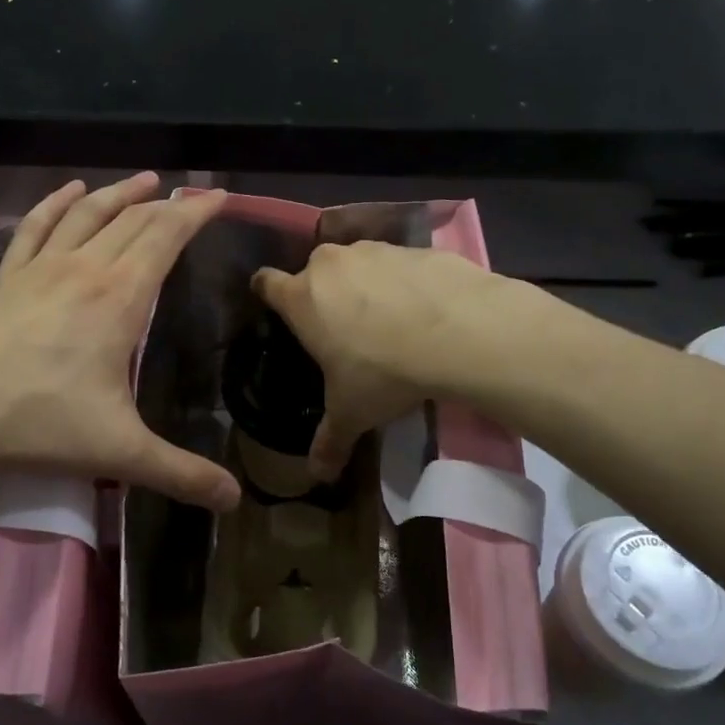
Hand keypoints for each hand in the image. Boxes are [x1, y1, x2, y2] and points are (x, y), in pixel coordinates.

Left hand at [0, 173, 240, 523]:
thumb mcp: (118, 452)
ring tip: (145, 180)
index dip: (195, 214)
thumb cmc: (35, 420)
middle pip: (133, 221)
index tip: (217, 196)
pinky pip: (36, 228)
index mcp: (119, 297)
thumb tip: (234, 499)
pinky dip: (57, 204)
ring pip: (88, 215)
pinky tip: (70, 191)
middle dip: (167, 205)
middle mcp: (84, 269)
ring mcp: (39, 268)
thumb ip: (180, 473)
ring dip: (120, 194)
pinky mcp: (5, 277)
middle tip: (191, 195)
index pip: (165, 238)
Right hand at [252, 241, 510, 480]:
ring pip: (358, 264)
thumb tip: (317, 476)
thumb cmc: (384, 371)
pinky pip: (400, 264)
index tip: (277, 308)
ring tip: (390, 321)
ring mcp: (375, 250)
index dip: (267, 293)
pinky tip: (426, 311)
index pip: (266, 283)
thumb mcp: (352, 413)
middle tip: (342, 328)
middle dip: (324, 294)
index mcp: (302, 298)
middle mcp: (331, 264)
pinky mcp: (415, 248)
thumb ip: (330, 441)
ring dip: (366, 285)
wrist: (459, 332)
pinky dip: (406, 282)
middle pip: (314, 272)